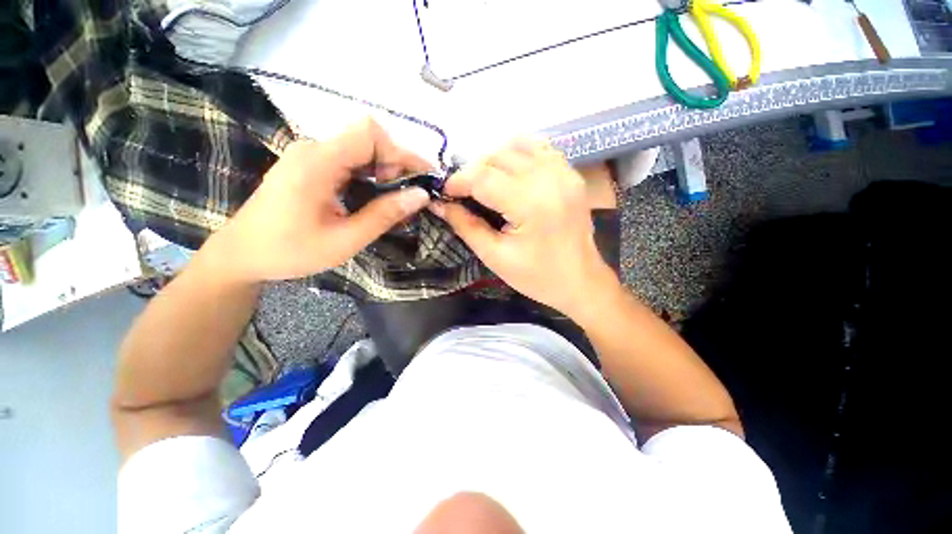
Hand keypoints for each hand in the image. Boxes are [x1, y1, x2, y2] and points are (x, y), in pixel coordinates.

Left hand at [207, 118, 431, 283]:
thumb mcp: (345, 240)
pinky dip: (371, 175)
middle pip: (368, 139)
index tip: (420, 180)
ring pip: (361, 149)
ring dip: (385, 171)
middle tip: (410, 196)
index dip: (401, 152)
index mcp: (318, 162)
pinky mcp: (311, 165)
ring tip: (397, 200)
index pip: (369, 133)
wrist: (242, 254)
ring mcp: (311, 156)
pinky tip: (375, 198)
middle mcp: (314, 149)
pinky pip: (350, 161)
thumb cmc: (290, 251)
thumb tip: (421, 195)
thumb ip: (384, 215)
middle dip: (396, 164)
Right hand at [432, 138, 618, 316]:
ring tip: (487, 184)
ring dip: (494, 161)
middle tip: (465, 194)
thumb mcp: (495, 257)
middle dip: (474, 172)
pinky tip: (512, 175)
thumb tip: (441, 204)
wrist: (581, 281)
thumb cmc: (537, 276)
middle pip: (497, 157)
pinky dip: (519, 155)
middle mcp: (549, 179)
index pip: (483, 177)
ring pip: (517, 146)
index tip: (445, 194)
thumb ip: (466, 226)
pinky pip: (539, 148)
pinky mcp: (571, 174)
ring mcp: (564, 172)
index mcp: (530, 204)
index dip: (458, 182)